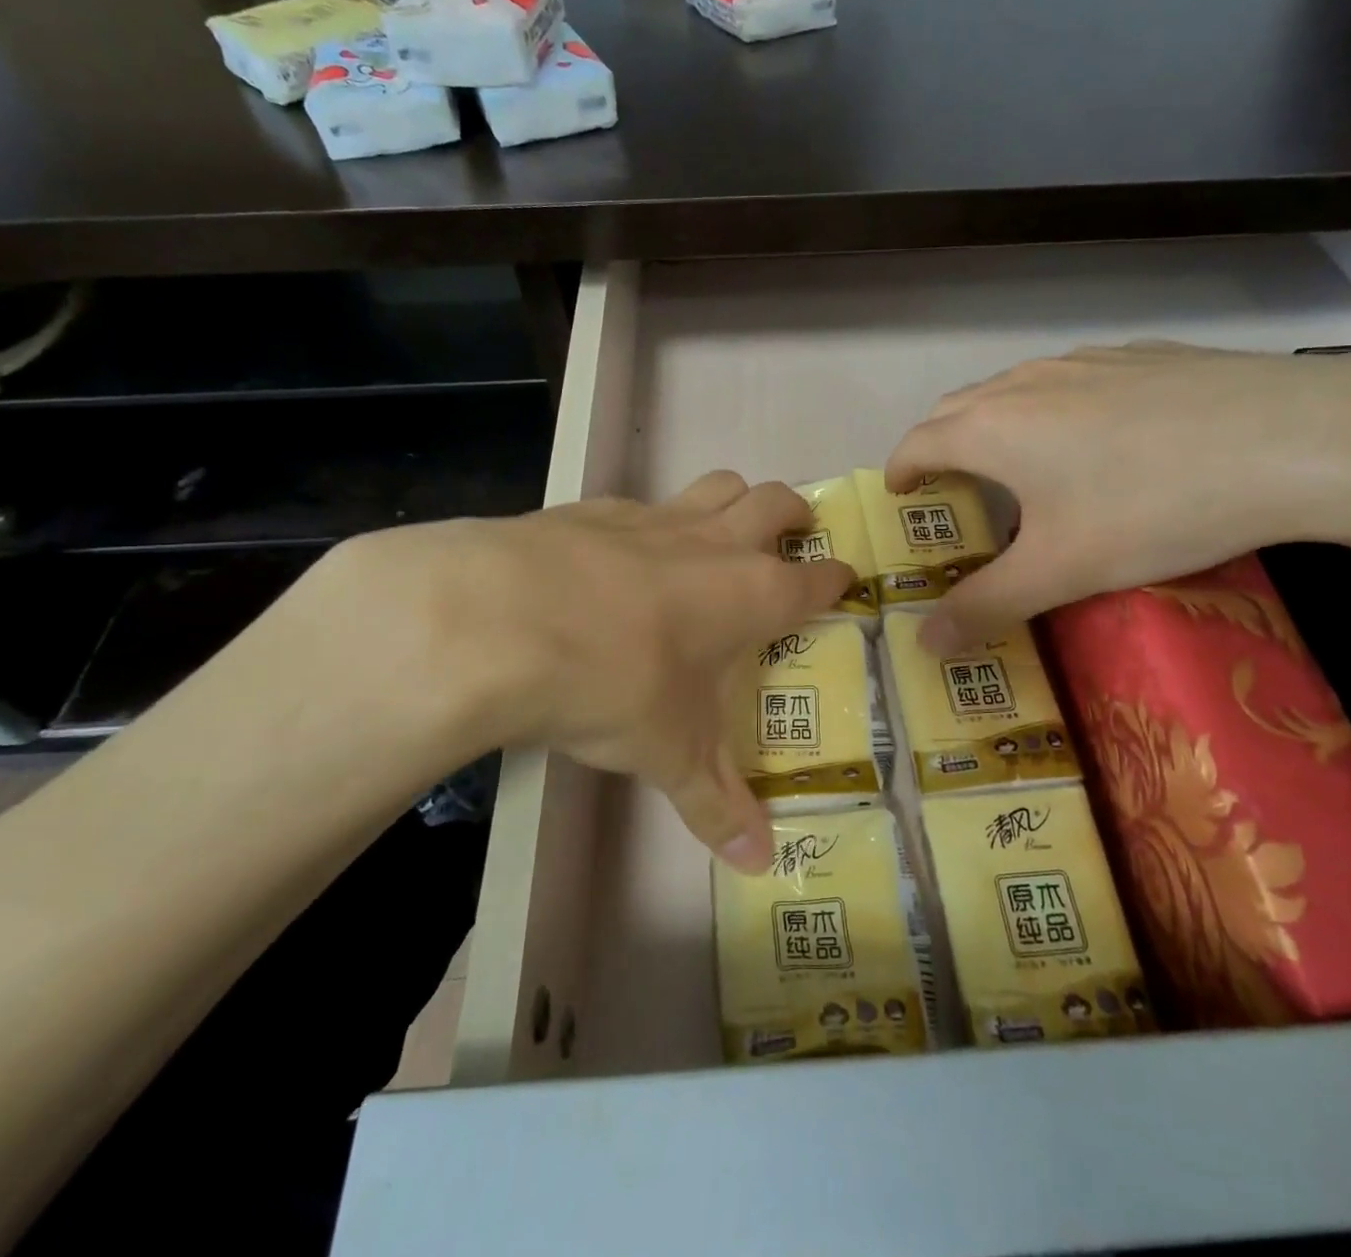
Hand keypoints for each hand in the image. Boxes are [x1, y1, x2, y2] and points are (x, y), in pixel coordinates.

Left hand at [299, 472, 850, 870]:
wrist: (505, 622)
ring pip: (717, 486)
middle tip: (794, 532)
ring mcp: (655, 518)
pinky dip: (652, 521)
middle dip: (794, 514)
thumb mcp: (670, 755)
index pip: (815, 578)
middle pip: (776, 502)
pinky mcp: (597, 509)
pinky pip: (643, 503)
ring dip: (734, 500)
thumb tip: (760, 865)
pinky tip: (623, 552)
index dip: (836, 578)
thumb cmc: (617, 686)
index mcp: (753, 594)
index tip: (845, 580)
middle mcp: (715, 543)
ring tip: (725, 528)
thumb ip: (716, 806)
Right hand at [884, 342, 1350, 652]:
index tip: (900, 497)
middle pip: (955, 409)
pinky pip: (1069, 379)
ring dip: (993, 423)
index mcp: (991, 428)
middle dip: (938, 446)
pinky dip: (1051, 407)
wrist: (1295, 438)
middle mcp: (1024, 383)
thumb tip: (923, 645)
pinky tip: (1097, 436)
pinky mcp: (1138, 355)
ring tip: (1017, 464)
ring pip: (1012, 389)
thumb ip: (985, 606)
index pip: (917, 443)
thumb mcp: (1062, 571)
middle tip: (951, 490)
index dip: (900, 471)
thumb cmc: (1153, 506)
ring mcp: (1083, 361)